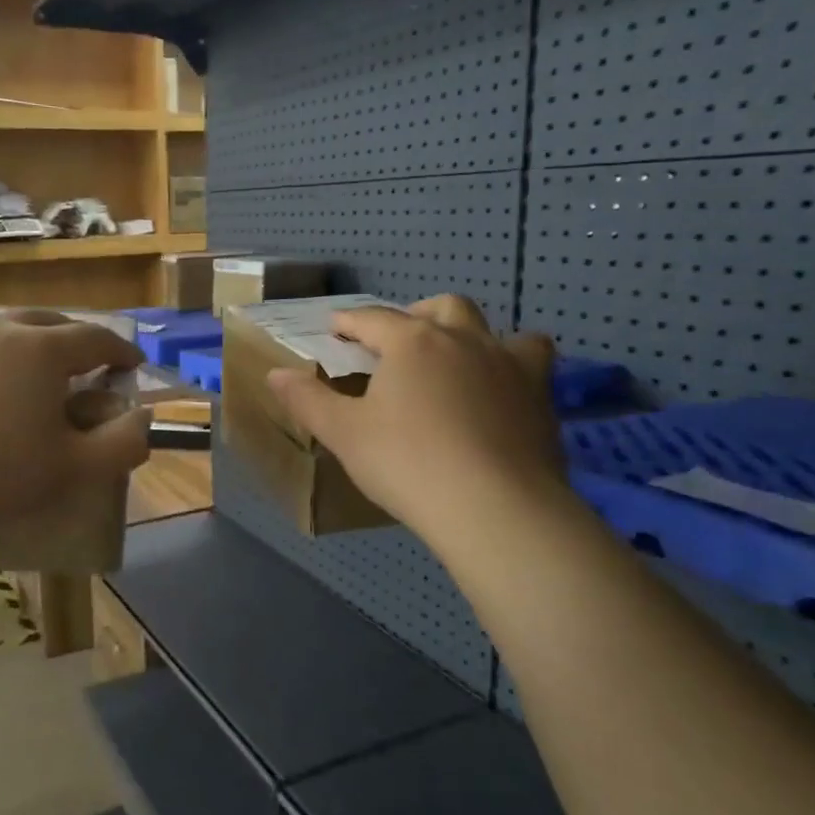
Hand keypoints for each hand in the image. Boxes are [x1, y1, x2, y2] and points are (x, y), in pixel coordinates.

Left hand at [0, 311, 149, 548]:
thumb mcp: (72, 470)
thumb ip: (123, 443)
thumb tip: (145, 418)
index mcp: (40, 350)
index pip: (94, 338)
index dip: (120, 349)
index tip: (130, 363)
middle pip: (44, 322)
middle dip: (71, 339)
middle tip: (80, 364)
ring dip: (19, 344)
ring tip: (21, 372)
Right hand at [266, 296, 566, 541]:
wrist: (494, 506)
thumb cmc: (407, 464)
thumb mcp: (344, 434)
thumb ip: (308, 400)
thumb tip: (274, 374)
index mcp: (412, 342)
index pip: (373, 319)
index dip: (349, 322)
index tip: (335, 328)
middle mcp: (463, 339)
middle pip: (440, 308)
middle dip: (414, 315)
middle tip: (397, 341)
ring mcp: (507, 364)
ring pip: (491, 328)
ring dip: (469, 333)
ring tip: (454, 357)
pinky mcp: (539, 395)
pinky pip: (530, 362)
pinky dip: (512, 365)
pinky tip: (500, 390)